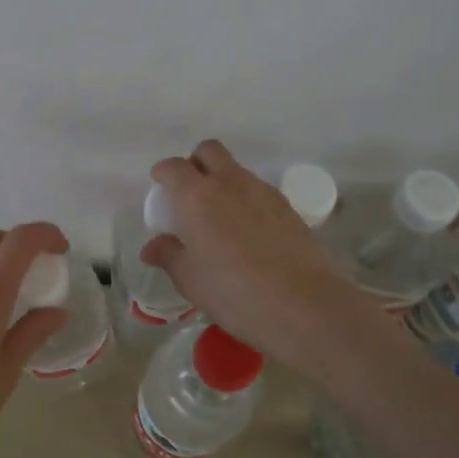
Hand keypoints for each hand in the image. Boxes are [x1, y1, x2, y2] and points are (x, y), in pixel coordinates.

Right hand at [141, 141, 370, 372]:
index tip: (160, 189)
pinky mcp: (289, 207)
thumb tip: (152, 247)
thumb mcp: (191, 280)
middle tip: (190, 194)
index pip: (173, 167)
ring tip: (220, 220)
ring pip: (236, 170)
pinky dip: (247, 201)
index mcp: (197, 196)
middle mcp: (230, 183)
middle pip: (209, 151)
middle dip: (195, 163)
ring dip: (223, 182)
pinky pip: (259, 192)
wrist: (305, 306)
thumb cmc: (235, 293)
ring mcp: (263, 192)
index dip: (163, 174)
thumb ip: (169, 256)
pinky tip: (248, 234)